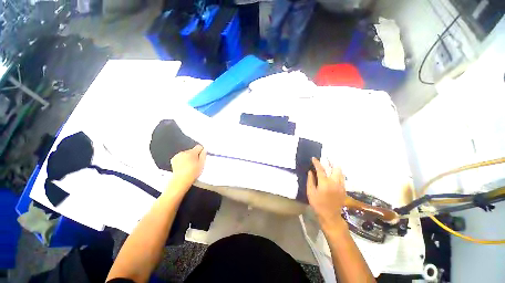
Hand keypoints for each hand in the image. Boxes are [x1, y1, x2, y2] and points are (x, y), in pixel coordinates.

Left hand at [170, 145, 206, 186]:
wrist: (181, 180)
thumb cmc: (192, 173)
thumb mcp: (202, 164)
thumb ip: (203, 155)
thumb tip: (204, 150)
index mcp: (192, 152)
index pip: (199, 147)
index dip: (201, 151)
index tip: (201, 156)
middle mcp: (184, 152)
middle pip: (192, 151)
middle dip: (194, 155)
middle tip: (196, 163)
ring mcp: (178, 155)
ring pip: (186, 154)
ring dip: (188, 157)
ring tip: (189, 166)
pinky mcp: (173, 159)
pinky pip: (180, 157)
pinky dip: (182, 160)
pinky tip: (183, 166)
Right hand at [307, 157, 346, 227]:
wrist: (330, 216)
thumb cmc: (318, 204)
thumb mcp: (310, 192)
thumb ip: (310, 180)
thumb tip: (310, 171)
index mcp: (325, 183)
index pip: (320, 169)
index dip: (317, 162)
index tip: (314, 158)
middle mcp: (335, 182)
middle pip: (336, 168)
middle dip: (331, 163)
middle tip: (326, 160)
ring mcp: (341, 186)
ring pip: (341, 173)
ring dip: (335, 168)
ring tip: (330, 166)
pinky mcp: (344, 190)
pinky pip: (342, 178)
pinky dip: (338, 174)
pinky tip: (333, 175)